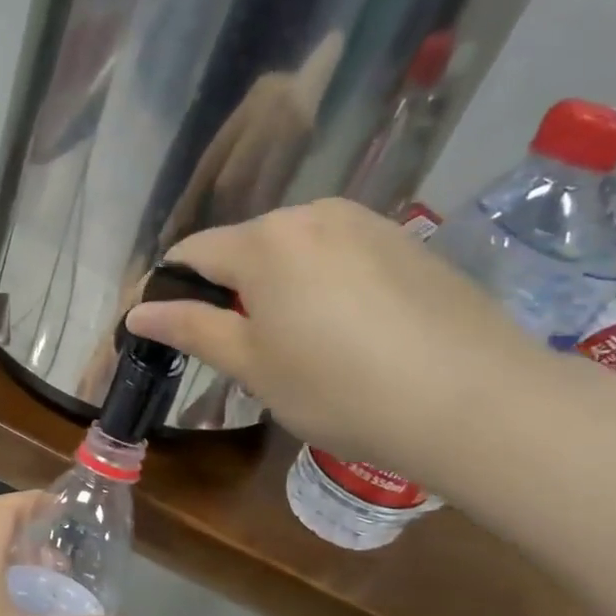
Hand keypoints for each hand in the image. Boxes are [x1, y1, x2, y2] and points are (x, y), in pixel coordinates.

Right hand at [125, 198, 537, 470]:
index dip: (168, 290)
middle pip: (245, 247)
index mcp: (265, 241)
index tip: (162, 329)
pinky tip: (346, 332)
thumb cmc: (340, 389)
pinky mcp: (407, 242)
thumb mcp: (253, 365)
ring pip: (294, 250)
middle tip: (236, 349)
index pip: (192, 253)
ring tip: (293, 343)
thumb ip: (192, 329)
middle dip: (227, 290)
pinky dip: (322, 284)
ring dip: (275, 287)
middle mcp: (313, 214)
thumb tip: (139, 311)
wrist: (476, 401)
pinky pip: (339, 255)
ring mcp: (367, 223)